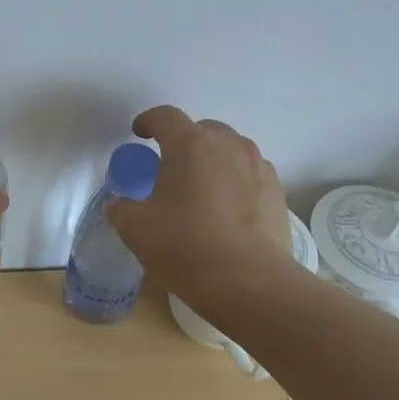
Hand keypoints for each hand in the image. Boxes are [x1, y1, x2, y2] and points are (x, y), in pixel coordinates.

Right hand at [105, 105, 299, 311]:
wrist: (249, 282)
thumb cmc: (185, 245)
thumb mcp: (135, 228)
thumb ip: (121, 208)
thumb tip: (121, 204)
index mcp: (190, 144)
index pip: (165, 117)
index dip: (148, 122)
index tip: (139, 134)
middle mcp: (228, 145)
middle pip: (202, 129)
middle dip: (183, 141)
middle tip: (169, 167)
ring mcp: (258, 167)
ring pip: (230, 150)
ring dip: (212, 160)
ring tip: (200, 189)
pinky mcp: (277, 192)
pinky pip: (249, 174)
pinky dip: (234, 182)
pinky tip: (225, 210)